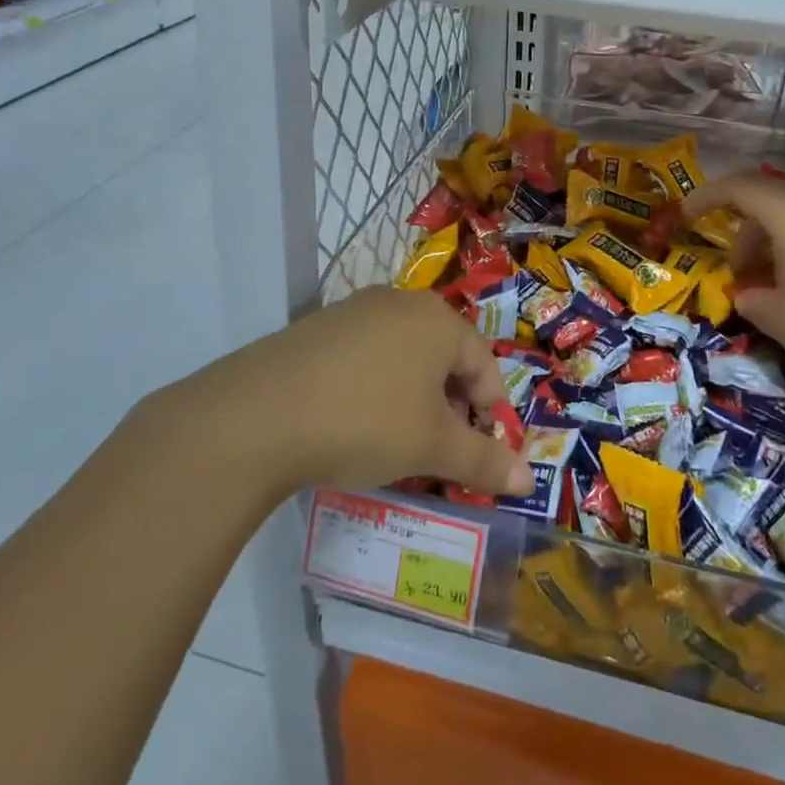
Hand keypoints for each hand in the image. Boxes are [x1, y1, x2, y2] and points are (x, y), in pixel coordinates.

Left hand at [204, 287, 535, 498]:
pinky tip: (352, 421)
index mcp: (437, 320)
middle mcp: (399, 302)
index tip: (481, 453)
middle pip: (444, 356)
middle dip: (450, 405)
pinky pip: (364, 356)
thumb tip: (528, 481)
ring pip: (403, 356)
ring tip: (397, 440)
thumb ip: (484, 461)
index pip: (484, 364)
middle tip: (440, 450)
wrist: (255, 415)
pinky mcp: (316, 327)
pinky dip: (373, 387)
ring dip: (412, 397)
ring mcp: (353, 310)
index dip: (490, 411)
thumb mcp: (432, 447)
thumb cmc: (364, 421)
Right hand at [684, 174, 784, 416]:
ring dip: (781, 246)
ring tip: (781, 291)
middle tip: (741, 274)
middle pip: (774, 202)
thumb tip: (751, 294)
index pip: (737, 188)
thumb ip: (755, 301)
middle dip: (747, 233)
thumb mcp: (784, 322)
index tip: (686, 216)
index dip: (706, 198)